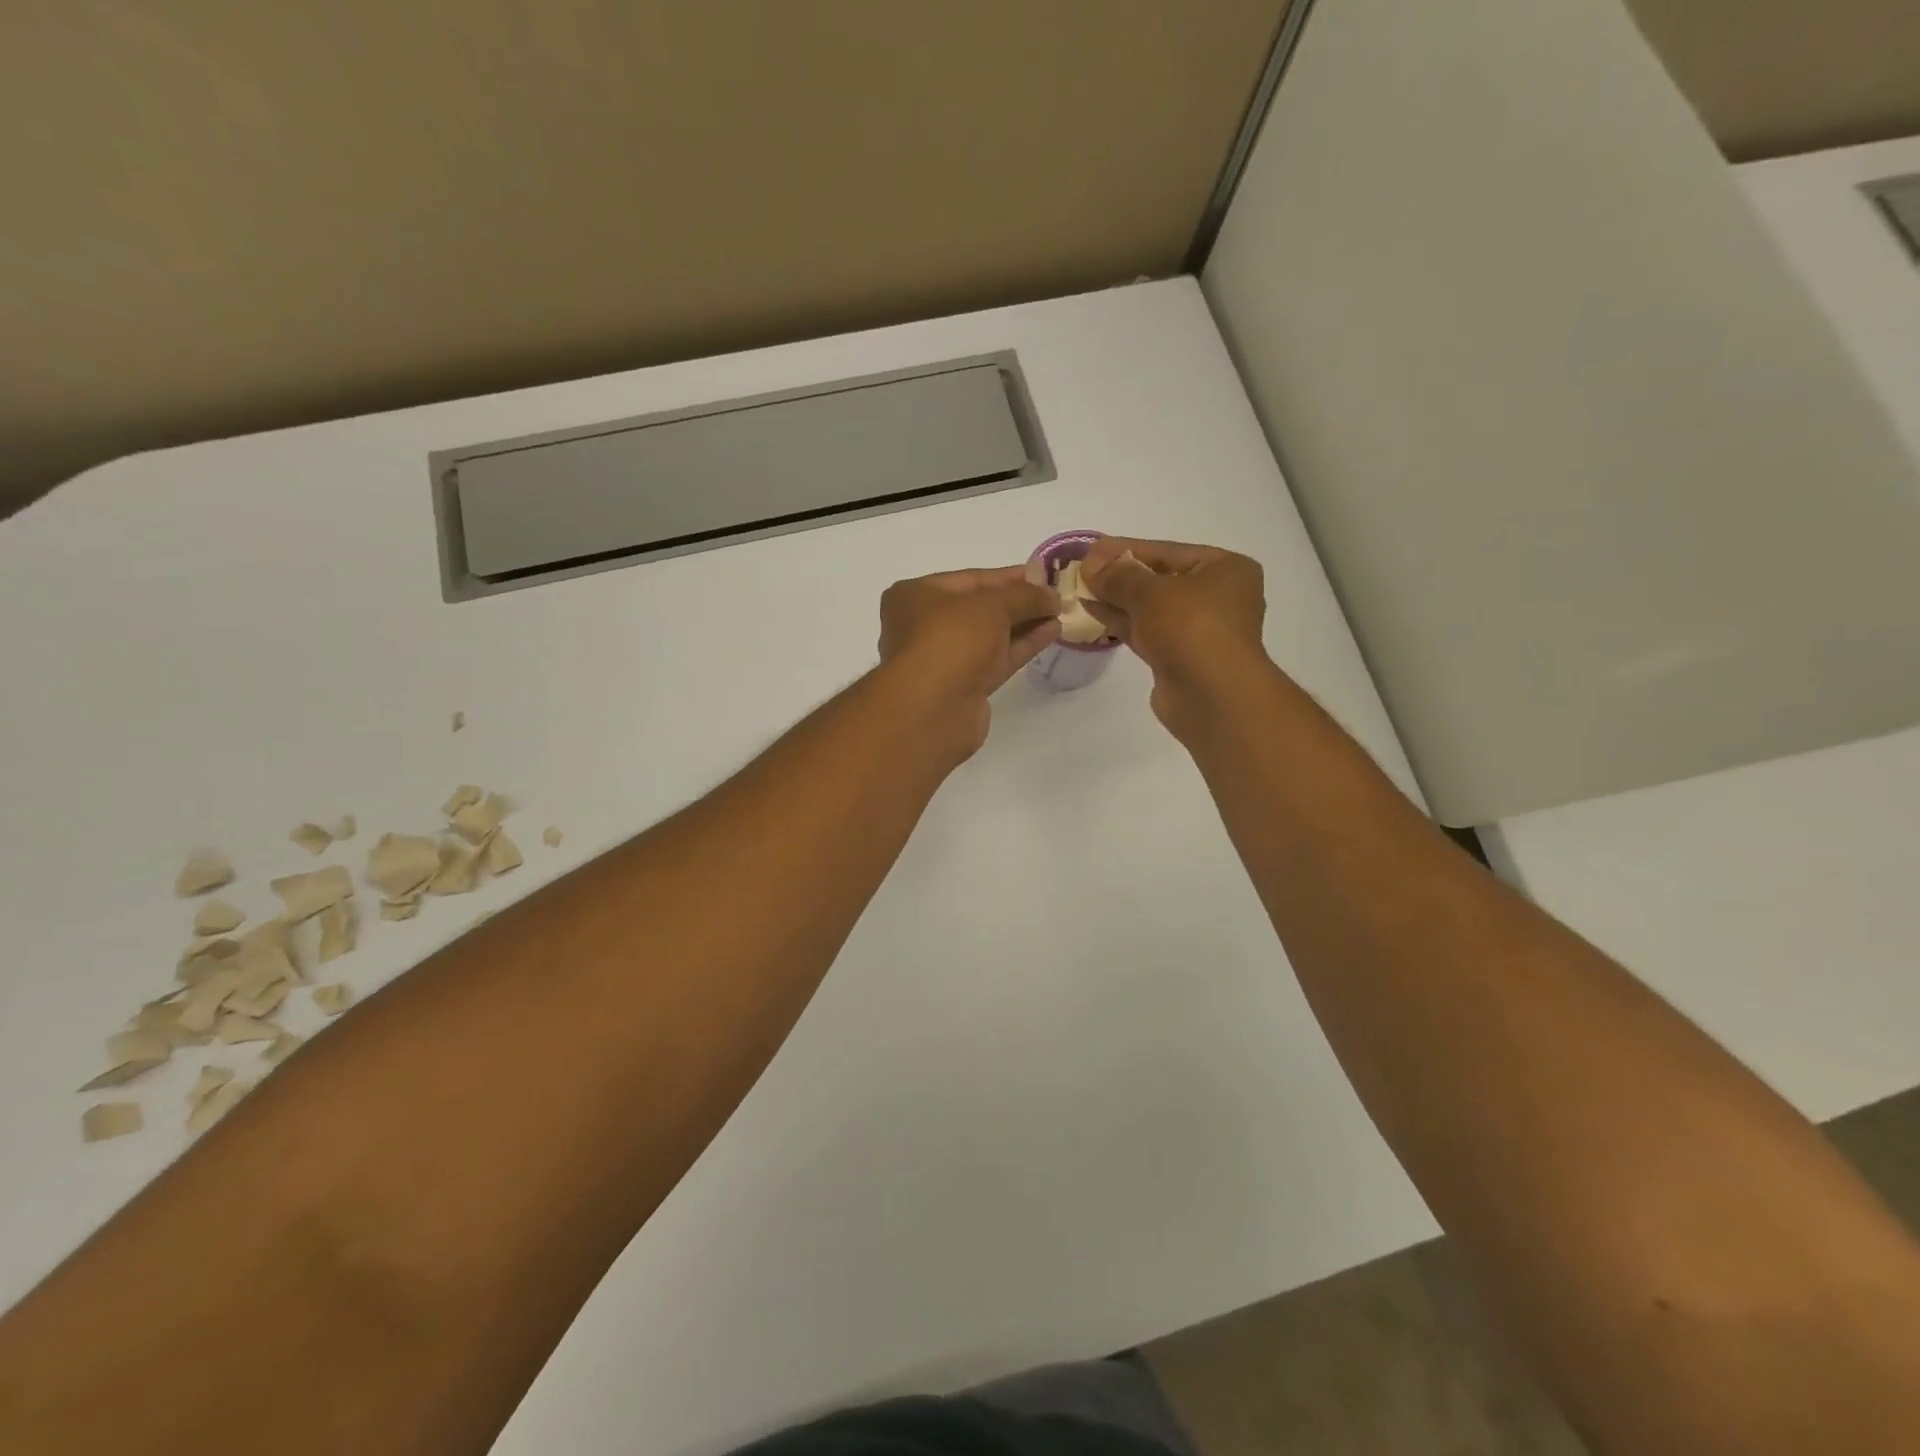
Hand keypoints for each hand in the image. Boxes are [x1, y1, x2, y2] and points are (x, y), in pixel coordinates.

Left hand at [878, 566, 1060, 757]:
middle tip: (1055, 596)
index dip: (1009, 576)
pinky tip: (1050, 633)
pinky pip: (996, 660)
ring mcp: (944, 660)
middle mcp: (924, 626)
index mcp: (915, 596)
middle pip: (980, 609)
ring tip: (1059, 613)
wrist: (933, 708)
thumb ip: (1025, 596)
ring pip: (990, 637)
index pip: (970, 579)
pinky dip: (1021, 646)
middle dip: (1018, 602)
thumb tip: (1052, 595)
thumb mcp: (992, 605)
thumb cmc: (952, 639)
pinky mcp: (963, 688)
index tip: (1043, 574)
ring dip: (1024, 624)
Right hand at [1080, 537, 1269, 738]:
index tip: (1091, 548)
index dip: (1125, 549)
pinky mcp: (1178, 657)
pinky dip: (1121, 621)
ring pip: (1149, 608)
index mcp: (1224, 570)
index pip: (1167, 551)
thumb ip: (1118, 576)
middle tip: (1081, 570)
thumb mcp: (1151, 592)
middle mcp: (1216, 597)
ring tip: (1079, 589)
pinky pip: (1146, 631)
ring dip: (1115, 599)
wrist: (1212, 698)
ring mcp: (1197, 630)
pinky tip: (1091, 611)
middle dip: (1118, 576)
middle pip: (1158, 579)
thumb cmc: (1192, 629)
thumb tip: (1091, 564)